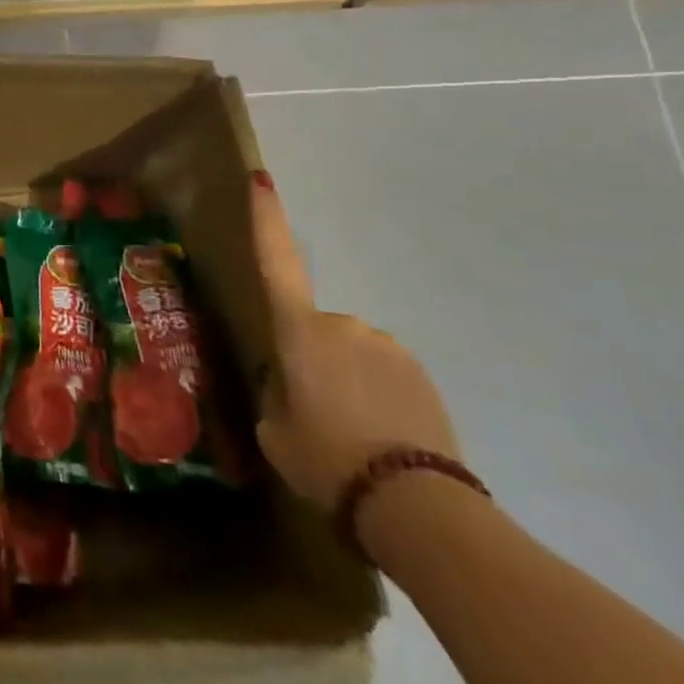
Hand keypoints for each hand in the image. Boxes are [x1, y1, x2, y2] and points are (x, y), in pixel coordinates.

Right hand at [250, 174, 459, 510]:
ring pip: (353, 354)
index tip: (261, 178)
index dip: (266, 219)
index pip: (276, 261)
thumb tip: (288, 381)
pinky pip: (385, 374)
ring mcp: (387, 346)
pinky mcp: (421, 374)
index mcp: (299, 330)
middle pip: (316, 330)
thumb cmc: (324, 458)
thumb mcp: (273, 430)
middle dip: (313, 359)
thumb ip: (275, 393)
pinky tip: (381, 440)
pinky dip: (378, 397)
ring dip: (348, 381)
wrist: (414, 504)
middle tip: (315, 414)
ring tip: (352, 437)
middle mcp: (344, 324)